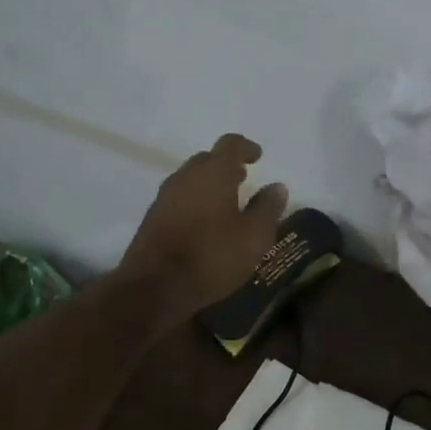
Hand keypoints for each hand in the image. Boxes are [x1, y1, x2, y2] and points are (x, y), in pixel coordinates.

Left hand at [120, 134, 287, 322]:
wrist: (155, 285)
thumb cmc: (212, 256)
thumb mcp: (254, 237)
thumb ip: (267, 208)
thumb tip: (277, 186)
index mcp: (213, 172)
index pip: (231, 144)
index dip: (246, 147)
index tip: (257, 156)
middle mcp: (186, 176)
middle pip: (208, 159)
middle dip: (226, 166)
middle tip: (242, 179)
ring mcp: (165, 195)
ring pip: (191, 179)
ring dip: (209, 184)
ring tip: (226, 203)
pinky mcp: (153, 216)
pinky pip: (179, 198)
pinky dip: (195, 201)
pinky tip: (204, 222)